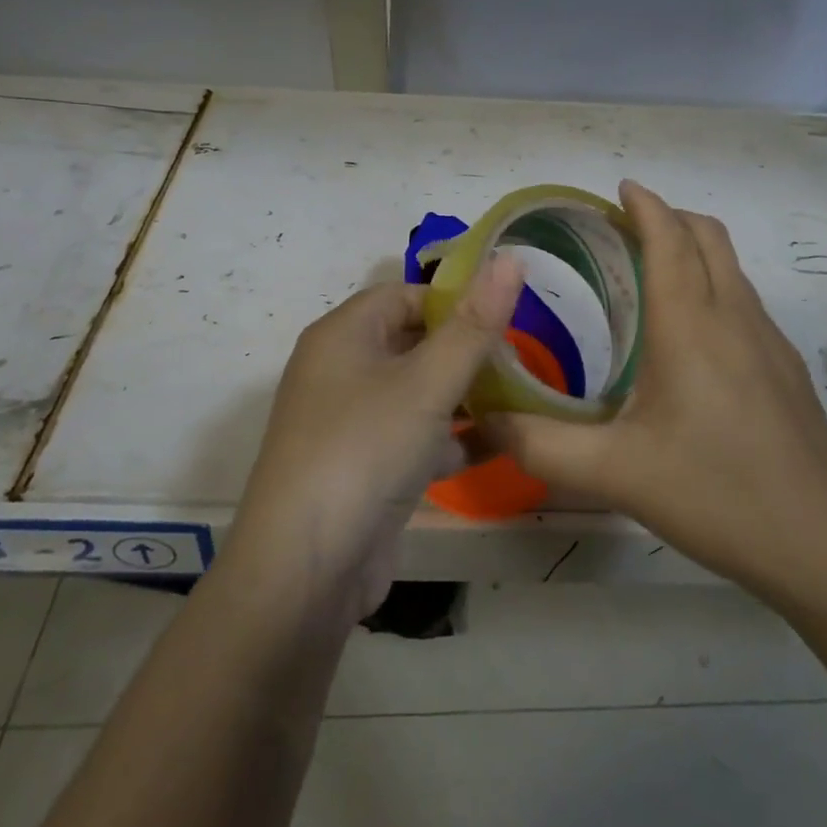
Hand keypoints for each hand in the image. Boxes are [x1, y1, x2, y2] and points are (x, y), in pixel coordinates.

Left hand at [225, 256, 525, 622]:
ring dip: (463, 394)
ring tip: (521, 397)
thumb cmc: (365, 450)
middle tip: (522, 358)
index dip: (454, 299)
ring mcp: (350, 422)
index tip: (506, 316)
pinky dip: (451, 437)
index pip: (404, 294)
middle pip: (411, 341)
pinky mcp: (363, 467)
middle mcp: (340, 370)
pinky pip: (414, 436)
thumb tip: (511, 256)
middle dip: (465, 348)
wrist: (305, 570)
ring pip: (416, 391)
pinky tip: (500, 445)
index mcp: (343, 334)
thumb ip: (474, 325)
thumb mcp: (427, 383)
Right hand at [481, 181, 826, 605]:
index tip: (620, 188)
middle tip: (623, 229)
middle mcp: (734, 318)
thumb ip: (540, 445)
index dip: (646, 206)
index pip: (670, 239)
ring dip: (693, 250)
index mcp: (690, 326)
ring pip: (731, 267)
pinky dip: (713, 285)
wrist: (825, 547)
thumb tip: (483, 417)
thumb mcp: (614, 474)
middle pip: (708, 237)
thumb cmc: (716, 494)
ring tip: (650, 274)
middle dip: (668, 217)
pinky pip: (744, 301)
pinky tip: (690, 337)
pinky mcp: (786, 370)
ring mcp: (769, 343)